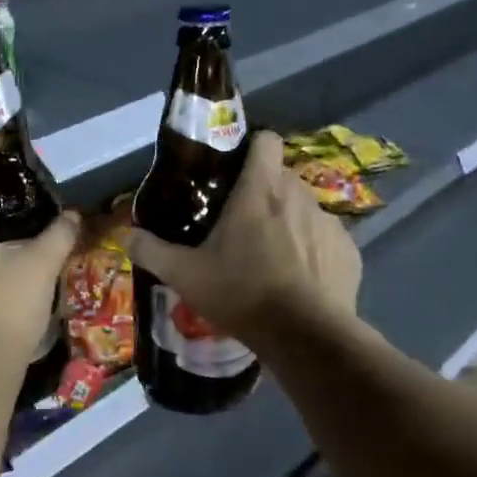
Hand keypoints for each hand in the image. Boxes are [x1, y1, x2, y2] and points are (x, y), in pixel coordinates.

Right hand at [123, 131, 360, 347]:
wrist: (304, 336)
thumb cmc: (241, 294)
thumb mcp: (185, 275)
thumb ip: (152, 251)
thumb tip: (127, 236)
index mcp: (259, 190)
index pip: (266, 140)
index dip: (250, 148)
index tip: (234, 171)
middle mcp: (299, 195)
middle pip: (281, 177)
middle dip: (263, 193)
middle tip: (240, 224)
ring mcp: (329, 223)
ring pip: (304, 209)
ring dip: (288, 223)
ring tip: (270, 257)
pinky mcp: (349, 252)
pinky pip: (326, 241)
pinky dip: (312, 253)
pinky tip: (299, 281)